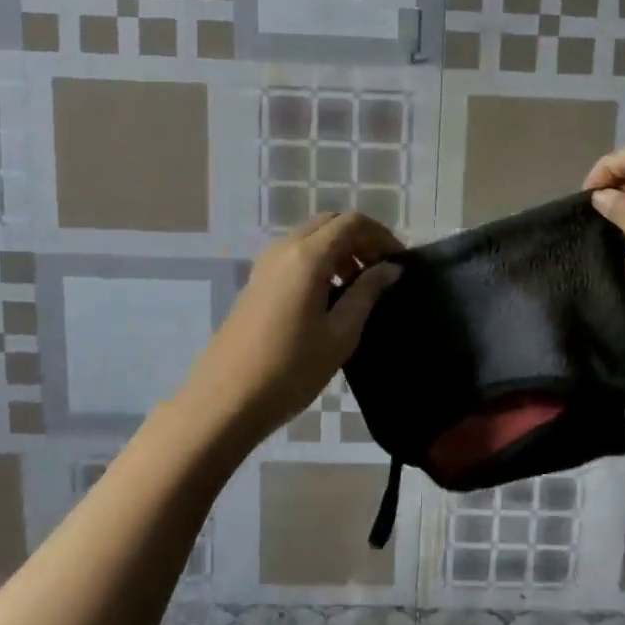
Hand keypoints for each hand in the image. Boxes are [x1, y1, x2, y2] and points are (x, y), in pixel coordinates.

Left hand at [176, 212, 402, 444]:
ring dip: (339, 251)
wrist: (225, 401)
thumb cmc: (291, 369)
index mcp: (307, 256)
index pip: (352, 223)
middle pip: (329, 224)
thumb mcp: (341, 334)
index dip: (381, 236)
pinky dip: (319, 262)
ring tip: (358, 288)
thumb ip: (367, 293)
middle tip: (380, 272)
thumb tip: (391, 268)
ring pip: (310, 238)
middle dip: (360, 240)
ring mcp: (265, 265)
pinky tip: (328, 298)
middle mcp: (283, 249)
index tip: (399, 263)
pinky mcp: (256, 283)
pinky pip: (294, 256)